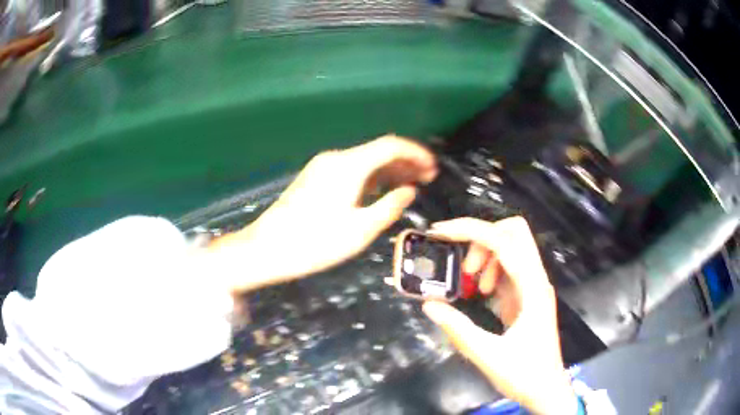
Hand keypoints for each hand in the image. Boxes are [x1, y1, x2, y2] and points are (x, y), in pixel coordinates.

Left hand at [210, 135, 436, 291]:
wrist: (268, 248)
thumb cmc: (315, 242)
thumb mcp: (360, 230)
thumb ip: (390, 206)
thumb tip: (409, 191)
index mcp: (349, 165)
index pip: (390, 145)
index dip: (416, 153)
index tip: (433, 167)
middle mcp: (336, 158)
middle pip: (378, 151)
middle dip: (405, 162)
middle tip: (427, 178)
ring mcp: (323, 167)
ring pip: (365, 161)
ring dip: (389, 170)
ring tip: (412, 184)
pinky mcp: (316, 178)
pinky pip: (351, 170)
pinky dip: (371, 177)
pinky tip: (382, 190)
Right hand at [423, 217, 577, 414]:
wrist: (546, 389)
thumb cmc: (524, 374)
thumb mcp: (487, 355)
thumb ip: (458, 329)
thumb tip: (429, 304)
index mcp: (532, 288)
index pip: (504, 241)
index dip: (471, 230)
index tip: (441, 233)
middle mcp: (536, 279)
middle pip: (513, 232)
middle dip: (482, 239)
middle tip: (464, 267)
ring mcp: (533, 286)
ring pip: (511, 247)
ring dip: (486, 256)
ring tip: (470, 283)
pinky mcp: (528, 295)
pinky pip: (509, 268)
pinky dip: (490, 270)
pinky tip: (481, 293)